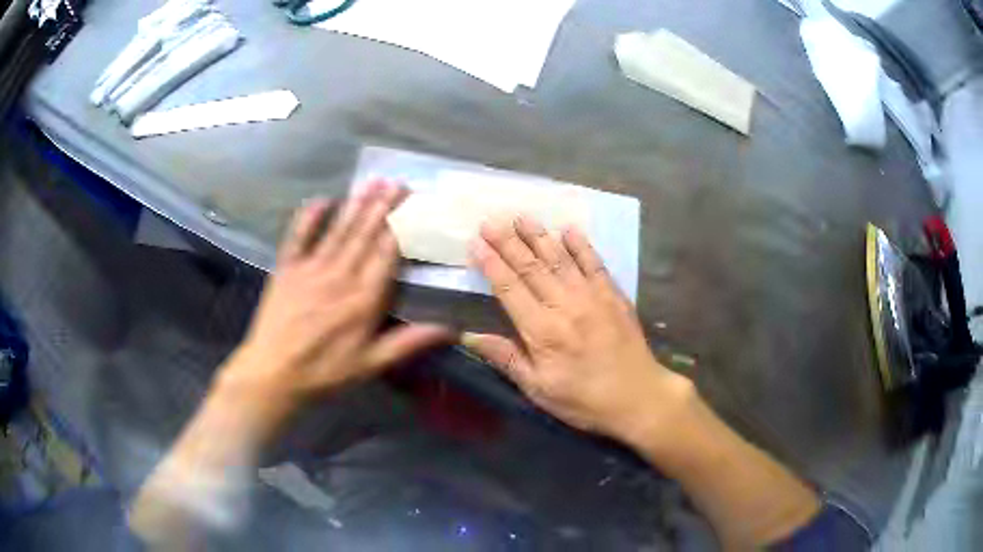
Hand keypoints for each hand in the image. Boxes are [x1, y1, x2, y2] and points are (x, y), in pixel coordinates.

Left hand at [217, 180, 451, 435]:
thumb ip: (409, 342)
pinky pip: (299, 236)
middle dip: (382, 206)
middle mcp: (339, 275)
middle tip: (397, 182)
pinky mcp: (287, 268)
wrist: (273, 373)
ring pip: (338, 230)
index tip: (415, 205)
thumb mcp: (371, 364)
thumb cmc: (325, 372)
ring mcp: (310, 268)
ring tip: (372, 182)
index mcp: (363, 299)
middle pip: (365, 234)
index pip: (387, 254)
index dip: (401, 227)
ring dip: (356, 205)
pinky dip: (309, 217)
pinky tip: (322, 199)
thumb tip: (451, 329)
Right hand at [463, 216, 692, 442]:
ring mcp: (593, 296)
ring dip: (539, 236)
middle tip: (490, 221)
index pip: (509, 288)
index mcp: (543, 331)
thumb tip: (470, 337)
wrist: (638, 397)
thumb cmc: (584, 399)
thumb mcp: (539, 389)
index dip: (491, 264)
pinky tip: (569, 229)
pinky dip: (582, 245)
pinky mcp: (614, 295)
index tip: (476, 242)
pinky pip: (595, 263)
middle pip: (531, 266)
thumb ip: (506, 358)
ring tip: (522, 217)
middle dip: (508, 242)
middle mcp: (565, 305)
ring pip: (560, 259)